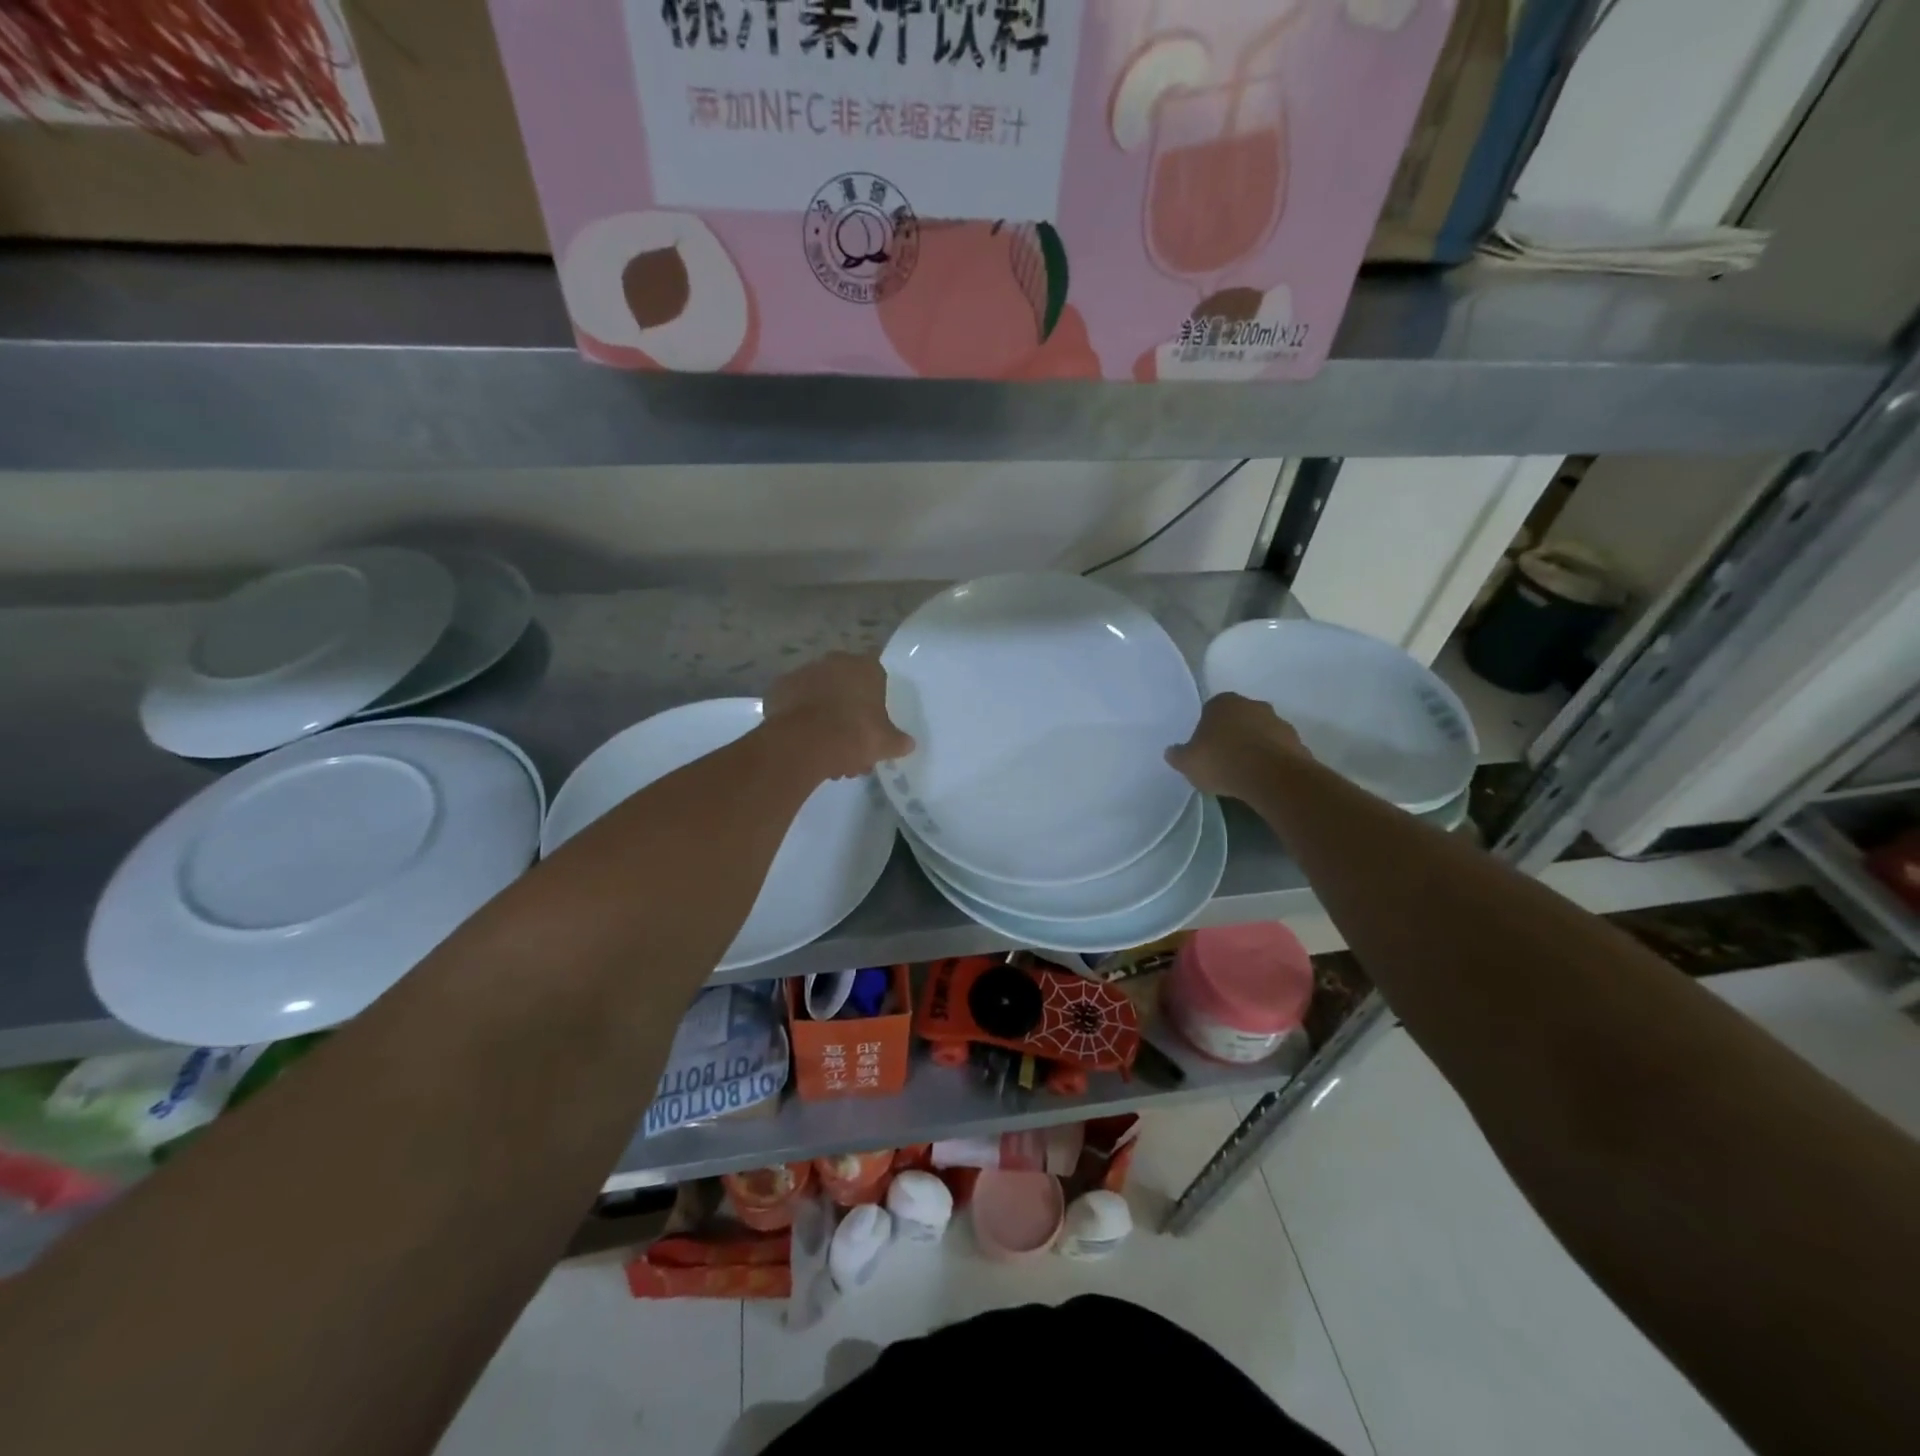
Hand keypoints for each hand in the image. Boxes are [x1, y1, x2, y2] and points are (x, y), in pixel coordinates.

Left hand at [764, 652, 915, 779]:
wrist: (805, 743)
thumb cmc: (854, 735)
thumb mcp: (885, 743)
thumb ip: (898, 741)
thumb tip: (908, 744)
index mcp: (866, 667)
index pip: (876, 677)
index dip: (875, 702)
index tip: (873, 725)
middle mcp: (835, 662)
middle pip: (846, 687)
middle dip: (848, 713)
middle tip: (850, 745)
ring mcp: (804, 672)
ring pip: (820, 695)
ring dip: (824, 717)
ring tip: (826, 752)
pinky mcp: (780, 687)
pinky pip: (796, 703)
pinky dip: (800, 718)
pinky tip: (804, 741)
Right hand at [1165, 693, 1309, 798]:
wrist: (1271, 777)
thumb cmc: (1222, 761)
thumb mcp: (1188, 762)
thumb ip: (1178, 755)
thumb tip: (1171, 752)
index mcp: (1224, 702)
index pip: (1211, 710)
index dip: (1207, 729)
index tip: (1204, 749)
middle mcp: (1253, 704)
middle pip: (1239, 718)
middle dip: (1233, 734)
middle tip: (1223, 759)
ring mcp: (1279, 722)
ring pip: (1261, 733)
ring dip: (1254, 747)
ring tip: (1244, 772)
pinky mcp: (1297, 742)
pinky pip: (1278, 750)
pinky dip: (1272, 760)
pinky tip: (1263, 778)